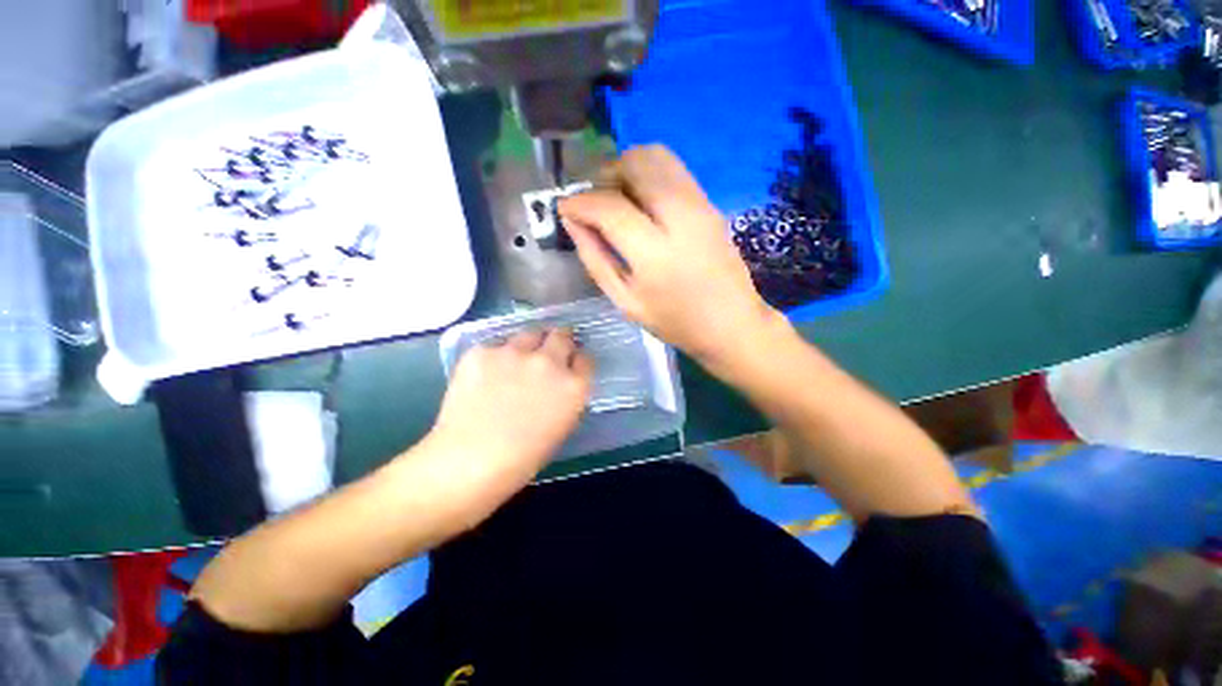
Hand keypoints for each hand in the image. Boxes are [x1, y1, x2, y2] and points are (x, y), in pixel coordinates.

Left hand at [429, 329, 592, 486]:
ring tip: (516, 361)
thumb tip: (559, 383)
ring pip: (530, 334)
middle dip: (560, 340)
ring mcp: (516, 353)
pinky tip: (485, 376)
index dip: (577, 360)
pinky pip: (496, 346)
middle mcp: (549, 362)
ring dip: (529, 344)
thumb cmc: (522, 457)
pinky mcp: (484, 351)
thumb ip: (566, 397)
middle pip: (562, 335)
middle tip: (550, 348)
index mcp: (573, 386)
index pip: (585, 359)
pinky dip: (496, 357)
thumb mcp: (561, 426)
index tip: (570, 363)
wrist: (469, 461)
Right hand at [558, 145, 782, 369]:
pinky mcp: (710, 203)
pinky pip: (673, 169)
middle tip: (594, 201)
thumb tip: (572, 222)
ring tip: (617, 198)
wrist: (732, 323)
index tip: (565, 208)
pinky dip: (648, 174)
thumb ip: (595, 259)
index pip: (609, 206)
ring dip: (627, 169)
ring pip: (656, 156)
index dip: (580, 202)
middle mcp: (680, 218)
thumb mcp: (625, 301)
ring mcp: (700, 205)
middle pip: (635, 164)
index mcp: (656, 253)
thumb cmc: (675, 322)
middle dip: (604, 174)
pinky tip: (642, 202)